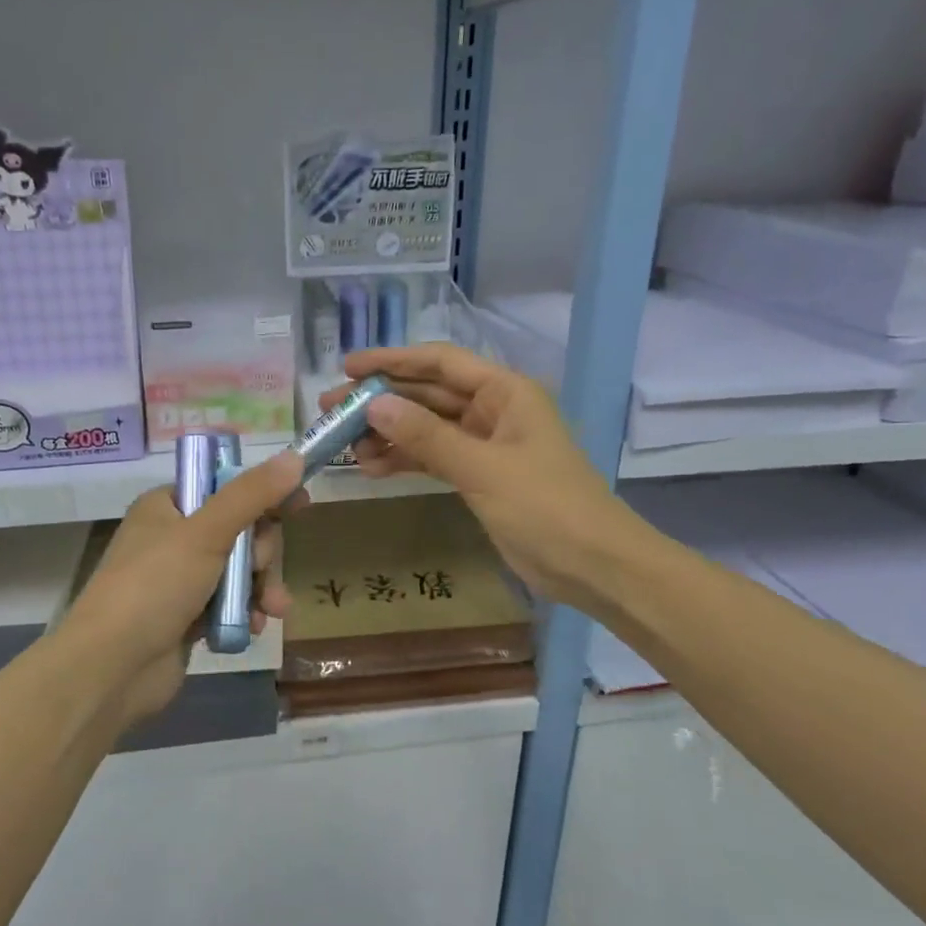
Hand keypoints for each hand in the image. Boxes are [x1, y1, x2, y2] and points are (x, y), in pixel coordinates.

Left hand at [59, 450, 306, 725]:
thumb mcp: (206, 532)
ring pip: (239, 571)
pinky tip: (254, 628)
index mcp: (167, 507)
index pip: (225, 487)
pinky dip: (245, 613)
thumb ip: (252, 495)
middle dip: (262, 554)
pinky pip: (230, 605)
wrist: (111, 668)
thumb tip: (294, 456)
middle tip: (261, 569)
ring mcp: (179, 580)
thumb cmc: (155, 586)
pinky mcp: (187, 618)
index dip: (263, 494)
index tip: (300, 503)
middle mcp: (172, 538)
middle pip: (239, 531)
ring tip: (272, 608)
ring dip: (261, 587)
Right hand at [325, 344, 638, 613]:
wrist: (594, 565)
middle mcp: (494, 410)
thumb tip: (373, 405)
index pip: (440, 363)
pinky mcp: (480, 476)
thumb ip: (427, 436)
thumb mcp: (483, 468)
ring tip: (346, 445)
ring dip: (388, 433)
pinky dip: (406, 460)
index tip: (348, 367)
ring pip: (427, 427)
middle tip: (331, 409)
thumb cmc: (546, 507)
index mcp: (505, 392)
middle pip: (428, 394)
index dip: (393, 361)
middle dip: (381, 400)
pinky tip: (373, 468)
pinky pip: (434, 458)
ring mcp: (486, 445)